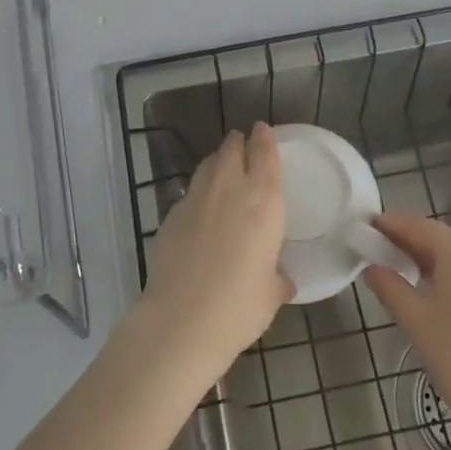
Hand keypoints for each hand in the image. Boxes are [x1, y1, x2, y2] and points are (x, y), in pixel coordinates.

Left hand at [141, 125, 291, 370]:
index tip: (263, 129)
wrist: (181, 320)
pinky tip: (201, 207)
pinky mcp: (170, 215)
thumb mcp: (270, 294)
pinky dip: (198, 191)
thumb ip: (277, 278)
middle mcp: (229, 189)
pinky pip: (189, 192)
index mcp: (263, 201)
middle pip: (232, 149)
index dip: (264, 138)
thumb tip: (280, 280)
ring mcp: (195, 199)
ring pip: (208, 164)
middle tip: (243, 143)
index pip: (265, 154)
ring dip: (217, 160)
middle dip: (238, 143)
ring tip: (223, 166)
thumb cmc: (240, 306)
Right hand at [363, 213, 450, 436]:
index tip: (367, 227)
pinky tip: (443, 296)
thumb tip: (373, 268)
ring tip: (409, 279)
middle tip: (382, 256)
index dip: (390, 225)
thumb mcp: (415, 320)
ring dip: (436, 263)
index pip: (417, 226)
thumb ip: (389, 286)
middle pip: (442, 240)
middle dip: (412, 246)